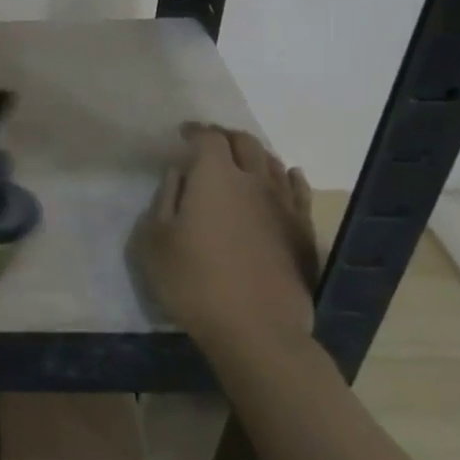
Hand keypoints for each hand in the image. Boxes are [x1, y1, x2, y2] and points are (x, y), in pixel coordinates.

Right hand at [135, 123, 319, 359]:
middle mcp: (253, 180)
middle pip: (244, 143)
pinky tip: (287, 176)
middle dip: (225, 137)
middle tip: (209, 142)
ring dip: (254, 153)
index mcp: (214, 177)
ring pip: (272, 162)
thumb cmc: (193, 282)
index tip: (183, 134)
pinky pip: (298, 189)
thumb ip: (165, 199)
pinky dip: (288, 176)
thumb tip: (177, 173)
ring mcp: (283, 204)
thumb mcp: (155, 241)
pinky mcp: (303, 229)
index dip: (195, 131)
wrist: (256, 328)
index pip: (208, 138)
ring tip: (241, 158)